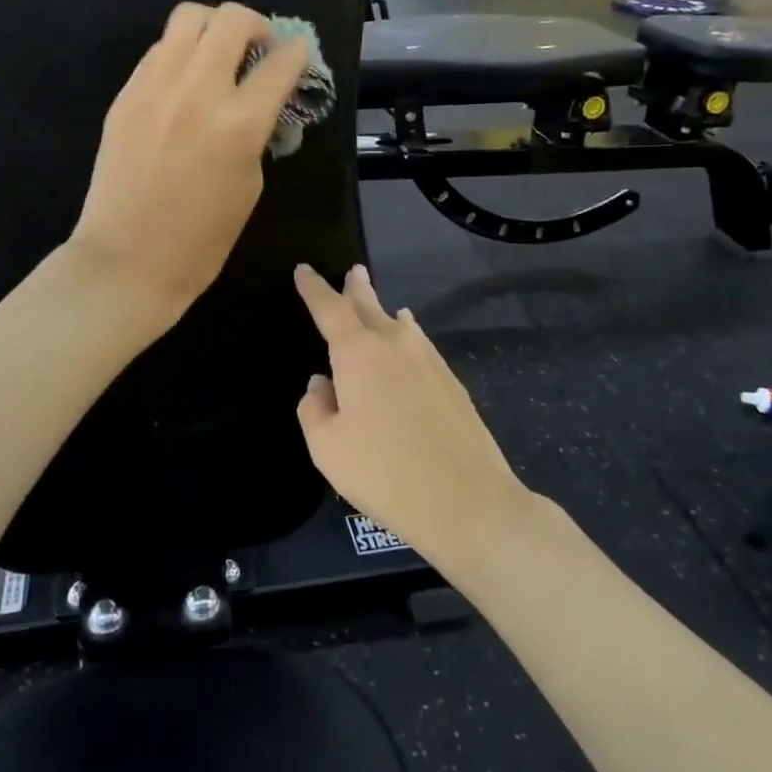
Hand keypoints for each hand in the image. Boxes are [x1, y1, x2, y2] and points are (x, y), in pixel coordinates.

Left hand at [69, 2, 307, 319]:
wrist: (127, 260)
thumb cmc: (201, 239)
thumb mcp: (250, 184)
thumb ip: (255, 132)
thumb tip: (257, 103)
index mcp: (239, 123)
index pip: (280, 62)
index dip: (297, 53)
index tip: (298, 54)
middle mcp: (198, 90)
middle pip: (232, 18)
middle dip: (257, 25)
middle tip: (259, 49)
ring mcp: (155, 86)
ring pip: (189, 17)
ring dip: (214, 26)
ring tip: (219, 53)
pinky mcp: (126, 93)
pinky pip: (160, 50)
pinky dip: (181, 52)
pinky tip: (184, 81)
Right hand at [294, 264, 530, 559]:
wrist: (468, 501)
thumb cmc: (385, 474)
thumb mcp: (327, 448)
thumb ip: (314, 409)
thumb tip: (322, 384)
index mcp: (357, 352)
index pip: (329, 308)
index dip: (313, 287)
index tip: (303, 270)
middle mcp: (394, 343)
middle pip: (369, 306)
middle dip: (356, 288)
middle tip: (353, 271)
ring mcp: (428, 360)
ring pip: (398, 324)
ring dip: (383, 312)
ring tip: (380, 305)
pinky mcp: (451, 382)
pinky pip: (420, 345)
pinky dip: (407, 336)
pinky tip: (409, 341)